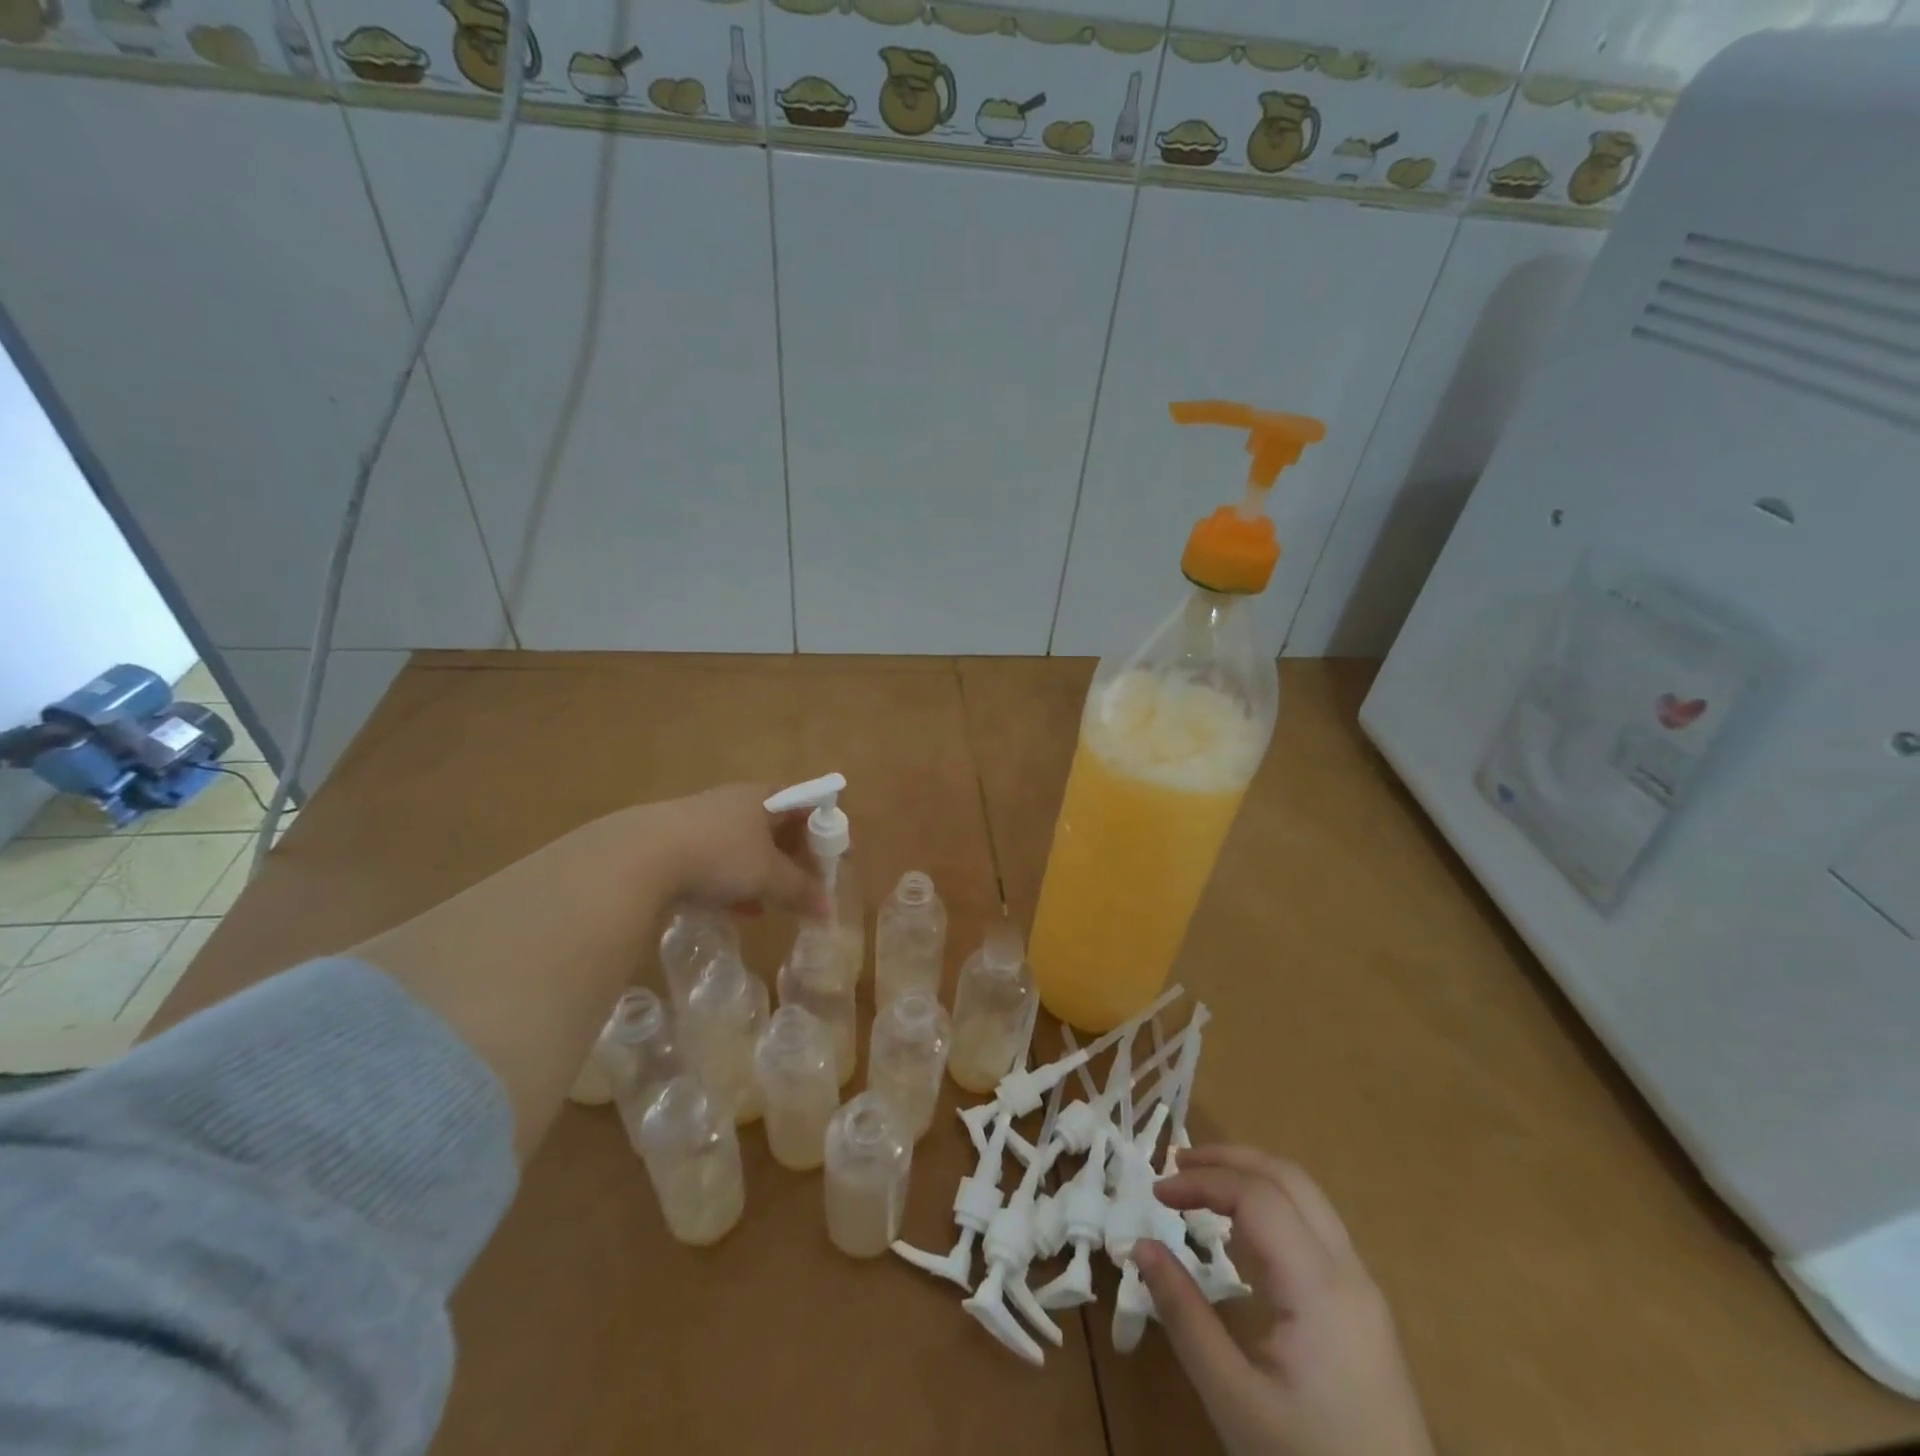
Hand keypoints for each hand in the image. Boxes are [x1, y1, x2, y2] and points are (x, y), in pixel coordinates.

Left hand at [642, 783, 826, 918]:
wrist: (638, 857)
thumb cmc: (719, 855)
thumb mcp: (768, 876)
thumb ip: (801, 891)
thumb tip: (828, 911)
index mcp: (763, 796)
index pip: (804, 803)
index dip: (820, 831)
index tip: (827, 862)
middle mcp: (734, 801)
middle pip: (775, 826)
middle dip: (792, 858)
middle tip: (803, 887)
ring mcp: (702, 820)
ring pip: (745, 847)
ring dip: (762, 874)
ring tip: (772, 904)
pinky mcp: (675, 843)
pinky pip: (716, 862)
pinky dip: (732, 883)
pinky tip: (736, 910)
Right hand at [1137, 1146, 1432, 1455]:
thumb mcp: (1233, 1400)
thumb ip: (1184, 1316)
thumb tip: (1140, 1247)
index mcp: (1320, 1286)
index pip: (1256, 1195)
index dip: (1202, 1181)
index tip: (1156, 1194)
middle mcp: (1348, 1272)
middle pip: (1289, 1178)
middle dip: (1229, 1159)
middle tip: (1177, 1163)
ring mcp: (1363, 1291)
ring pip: (1307, 1199)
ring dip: (1252, 1178)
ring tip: (1203, 1187)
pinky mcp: (1364, 1312)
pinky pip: (1316, 1230)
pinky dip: (1272, 1208)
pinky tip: (1243, 1235)